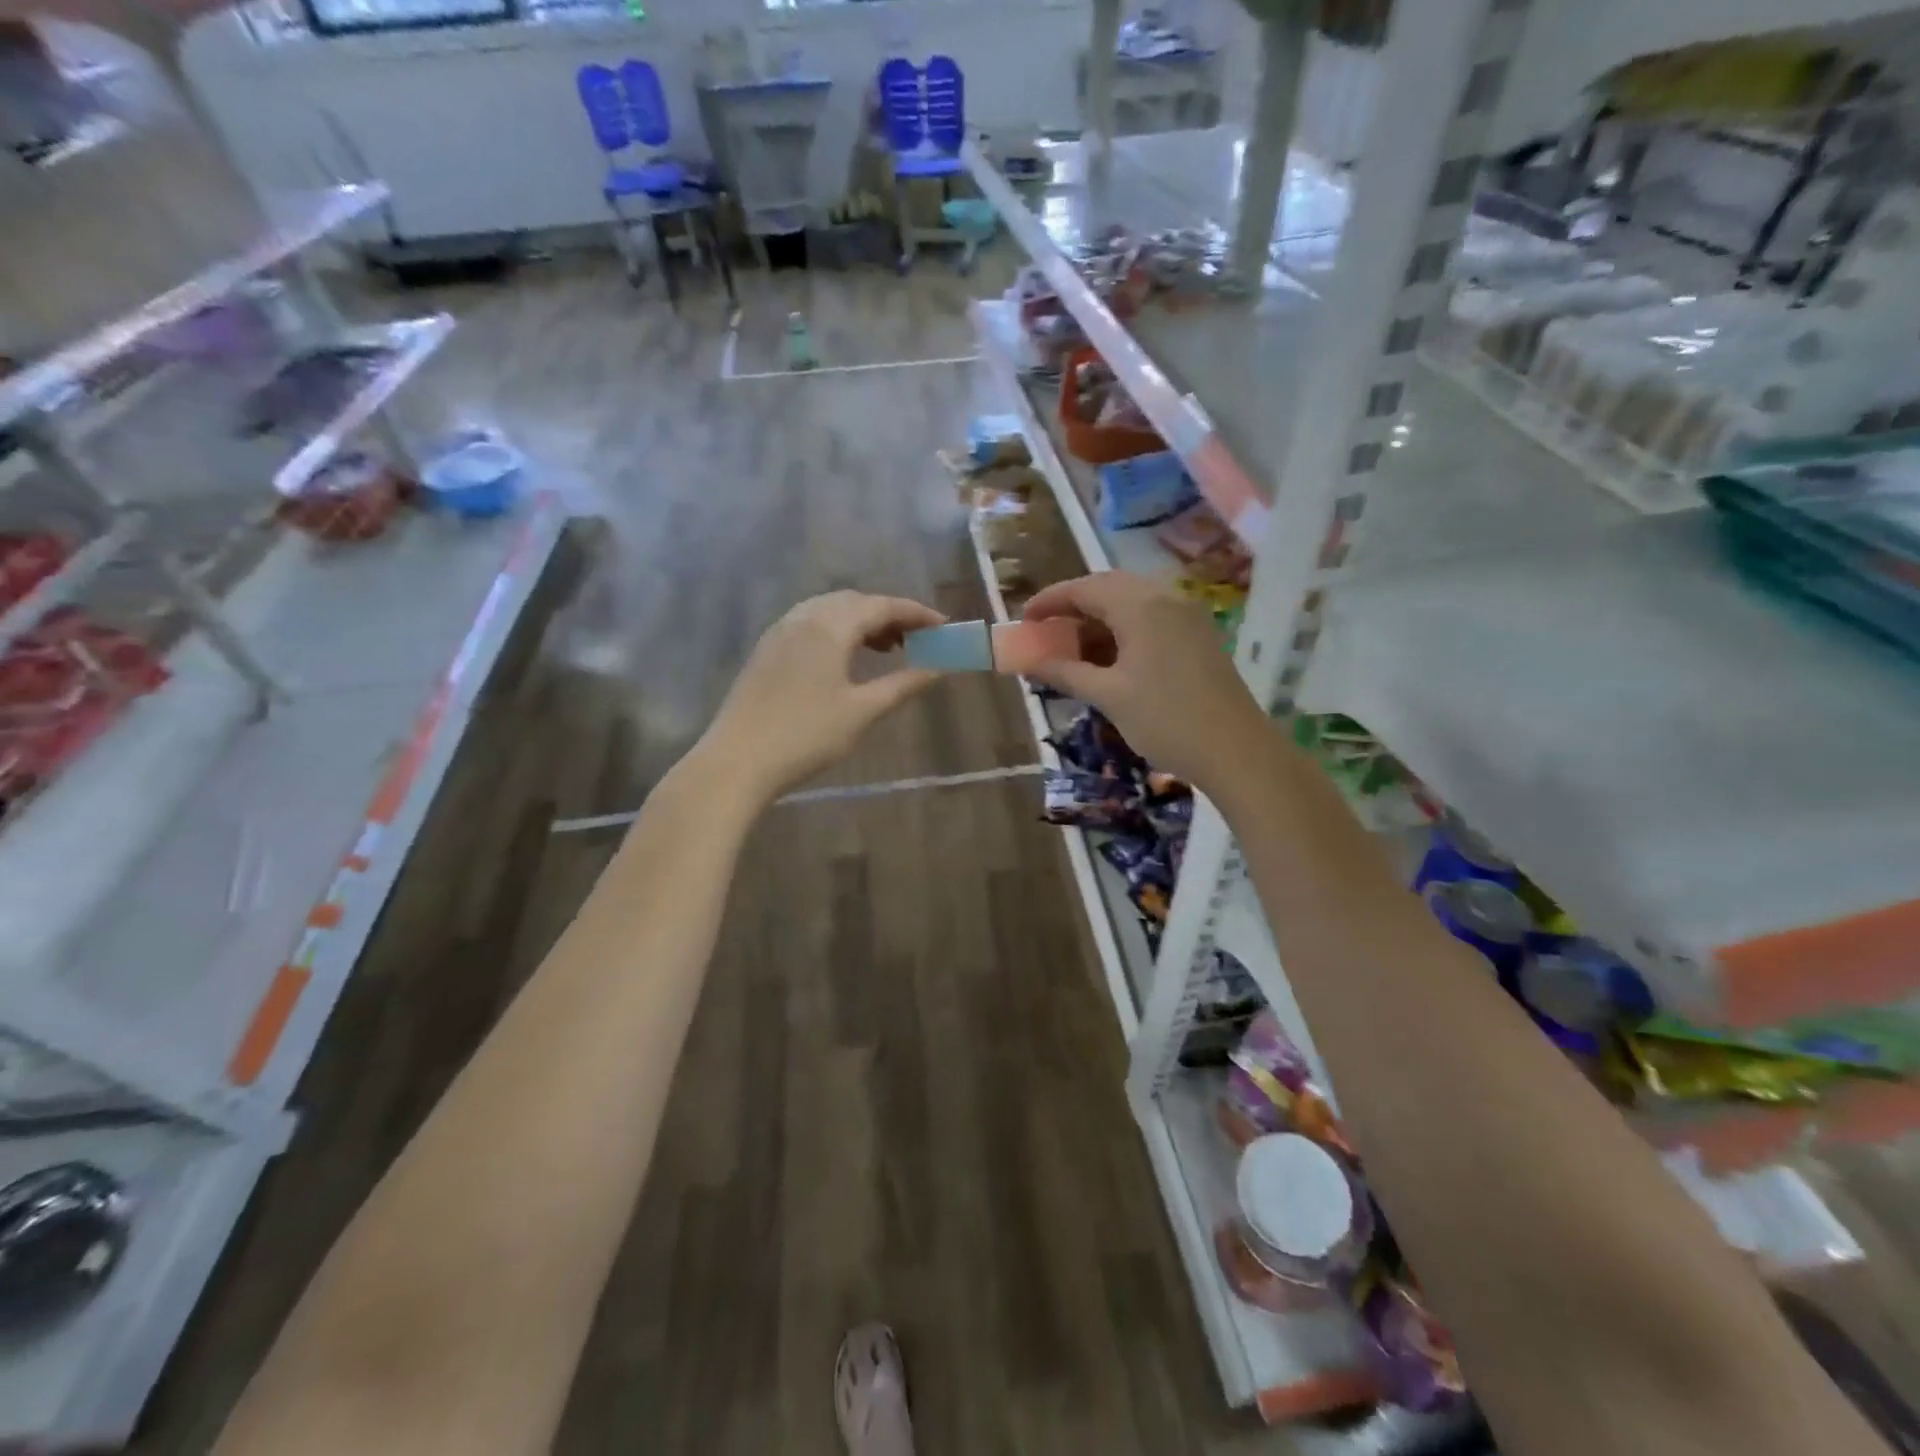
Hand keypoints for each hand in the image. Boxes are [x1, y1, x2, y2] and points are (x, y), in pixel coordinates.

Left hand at [698, 591, 945, 804]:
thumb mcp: (862, 712)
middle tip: (917, 639)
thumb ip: (902, 685)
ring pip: (830, 611)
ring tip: (886, 649)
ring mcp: (780, 631)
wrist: (737, 761)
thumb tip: (938, 669)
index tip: (943, 626)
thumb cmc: (806, 735)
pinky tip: (845, 660)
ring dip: (862, 622)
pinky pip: (810, 624)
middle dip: (889, 615)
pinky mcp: (766, 650)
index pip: (882, 606)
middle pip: (855, 602)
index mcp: (829, 626)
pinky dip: (837, 631)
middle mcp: (803, 617)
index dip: (916, 613)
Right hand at [1024, 572, 1268, 790]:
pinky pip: (1150, 620)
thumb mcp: (1108, 696)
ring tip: (1071, 651)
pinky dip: (1121, 632)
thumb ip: (1066, 672)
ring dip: (1097, 622)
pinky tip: (1106, 660)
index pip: (1084, 588)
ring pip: (1130, 605)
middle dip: (1072, 609)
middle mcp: (1165, 599)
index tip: (1023, 621)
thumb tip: (1030, 661)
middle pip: (1108, 589)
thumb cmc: (1165, 720)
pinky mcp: (1197, 636)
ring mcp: (1186, 616)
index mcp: (1140, 606)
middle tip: (1045, 634)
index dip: (1049, 601)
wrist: (1236, 751)